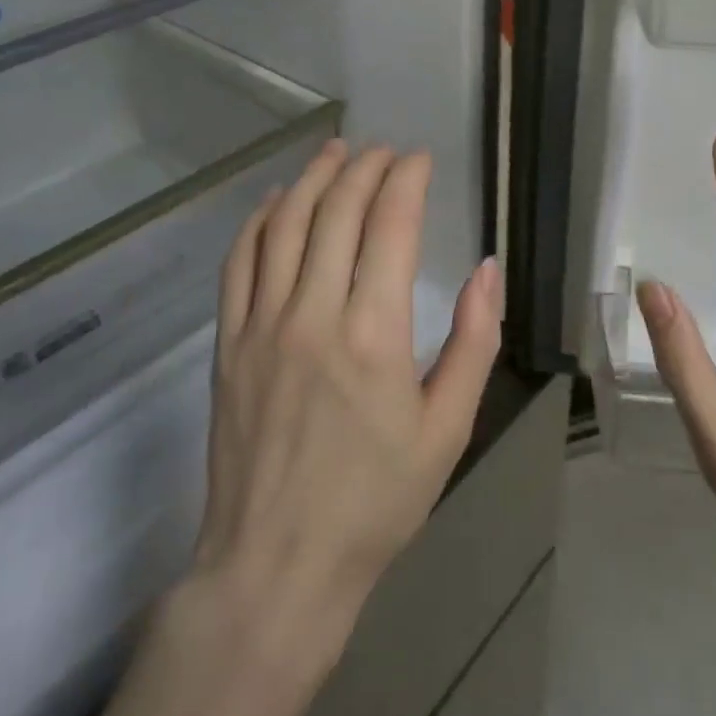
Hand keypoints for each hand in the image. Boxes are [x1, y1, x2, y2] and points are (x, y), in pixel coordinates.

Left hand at [35, 139, 502, 715]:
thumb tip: (487, 268)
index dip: (406, 180)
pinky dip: (260, 219)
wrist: (277, 565)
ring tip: (336, 151)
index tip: (420, 159)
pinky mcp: (228, 343)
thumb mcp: (448, 429)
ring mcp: (262, 324)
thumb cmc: (376, 501)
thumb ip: (473, 341)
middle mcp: (313, 314)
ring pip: (286, 224)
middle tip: (386, 150)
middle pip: (337, 210)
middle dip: (365, 167)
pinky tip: (279, 200)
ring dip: (313, 178)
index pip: (390, 224)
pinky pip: (240, 261)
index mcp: (374, 334)